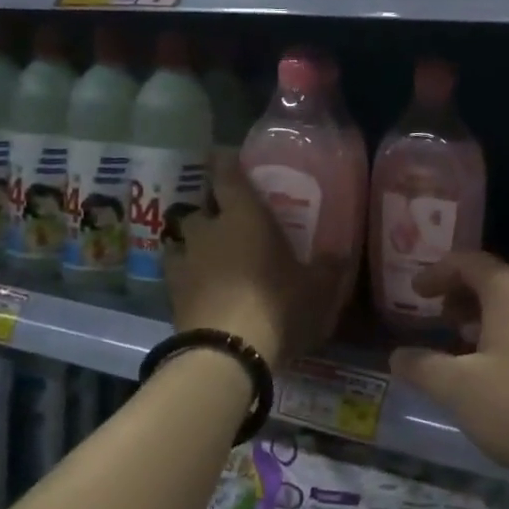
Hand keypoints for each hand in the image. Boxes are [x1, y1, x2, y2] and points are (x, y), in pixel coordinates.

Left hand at [165, 159, 347, 366]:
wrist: (226, 353)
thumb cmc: (277, 306)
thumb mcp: (316, 289)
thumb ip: (327, 268)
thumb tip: (338, 254)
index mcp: (243, 216)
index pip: (226, 174)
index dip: (224, 162)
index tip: (225, 156)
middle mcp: (208, 230)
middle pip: (200, 208)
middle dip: (211, 210)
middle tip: (228, 219)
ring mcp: (184, 262)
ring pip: (181, 240)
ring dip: (193, 242)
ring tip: (208, 254)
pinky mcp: (170, 294)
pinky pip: (177, 273)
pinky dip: (186, 274)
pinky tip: (199, 286)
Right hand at [388, 252, 508, 493]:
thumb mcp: (463, 391)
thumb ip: (424, 369)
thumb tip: (398, 355)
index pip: (466, 261)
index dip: (435, 272)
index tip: (414, 291)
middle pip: (492, 282)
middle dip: (459, 298)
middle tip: (435, 321)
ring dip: (483, 323)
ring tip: (462, 352)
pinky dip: (506, 341)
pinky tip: (501, 380)